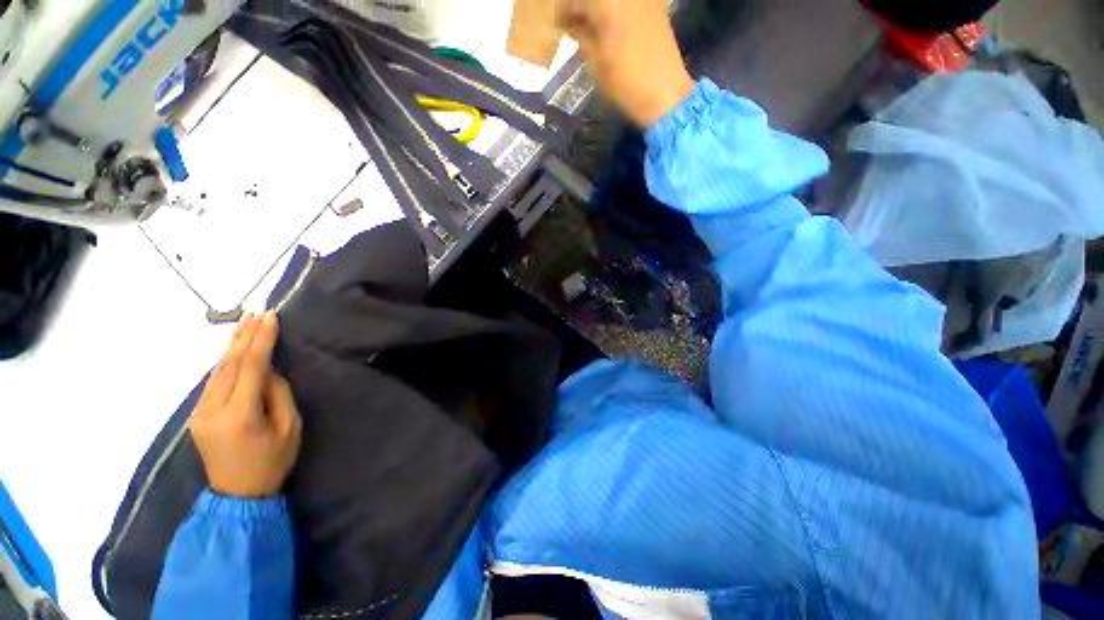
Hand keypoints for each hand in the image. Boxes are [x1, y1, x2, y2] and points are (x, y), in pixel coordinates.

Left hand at [191, 312, 302, 497]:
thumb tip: (267, 371)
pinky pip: (214, 381)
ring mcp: (199, 413)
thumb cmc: (272, 462)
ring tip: (246, 323)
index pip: (250, 367)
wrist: (237, 495)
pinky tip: (234, 349)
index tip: (271, 317)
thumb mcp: (289, 428)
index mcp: (239, 415)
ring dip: (232, 345)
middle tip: (257, 312)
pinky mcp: (197, 415)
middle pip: (228, 364)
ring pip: (217, 370)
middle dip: (244, 336)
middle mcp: (212, 410)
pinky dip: (226, 361)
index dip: (261, 340)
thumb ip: (278, 394)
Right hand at [558, 0, 694, 127]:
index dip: (565, 10)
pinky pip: (629, 4)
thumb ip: (582, 37)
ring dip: (599, 9)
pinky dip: (616, 11)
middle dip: (582, 7)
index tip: (559, 26)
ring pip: (613, 0)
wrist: (665, 94)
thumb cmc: (626, 83)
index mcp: (608, 3)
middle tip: (574, 26)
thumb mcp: (596, 63)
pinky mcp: (656, 8)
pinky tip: (611, 28)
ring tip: (592, 29)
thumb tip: (572, 24)